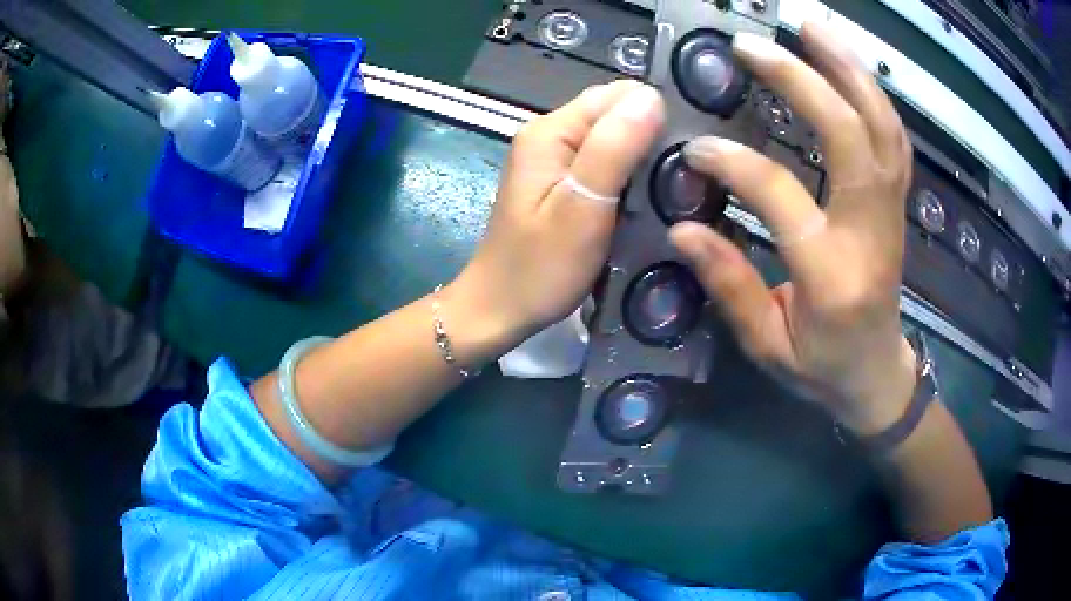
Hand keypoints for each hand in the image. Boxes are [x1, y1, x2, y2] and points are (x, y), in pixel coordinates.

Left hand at [454, 80, 664, 338]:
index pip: (617, 94)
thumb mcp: (582, 208)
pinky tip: (645, 198)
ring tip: (672, 188)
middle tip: (682, 176)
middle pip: (615, 114)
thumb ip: (614, 148)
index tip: (685, 151)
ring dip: (643, 158)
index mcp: (551, 131)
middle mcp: (550, 134)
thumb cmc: (539, 267)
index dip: (654, 114)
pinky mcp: (561, 182)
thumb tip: (651, 97)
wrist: (499, 309)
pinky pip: (605, 163)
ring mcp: (554, 159)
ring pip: (614, 139)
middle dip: (652, 136)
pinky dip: (629, 176)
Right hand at [669, 23, 916, 434]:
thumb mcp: (769, 347)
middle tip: (755, 45)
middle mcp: (871, 234)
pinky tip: (847, 67)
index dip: (736, 165)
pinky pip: (893, 139)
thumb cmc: (823, 370)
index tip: (695, 147)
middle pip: (851, 139)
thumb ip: (730, 287)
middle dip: (804, 82)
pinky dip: (872, 95)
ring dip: (849, 71)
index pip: (784, 200)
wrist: (878, 376)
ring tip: (813, 28)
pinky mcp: (897, 203)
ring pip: (882, 129)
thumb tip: (682, 230)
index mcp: (834, 278)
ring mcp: (892, 214)